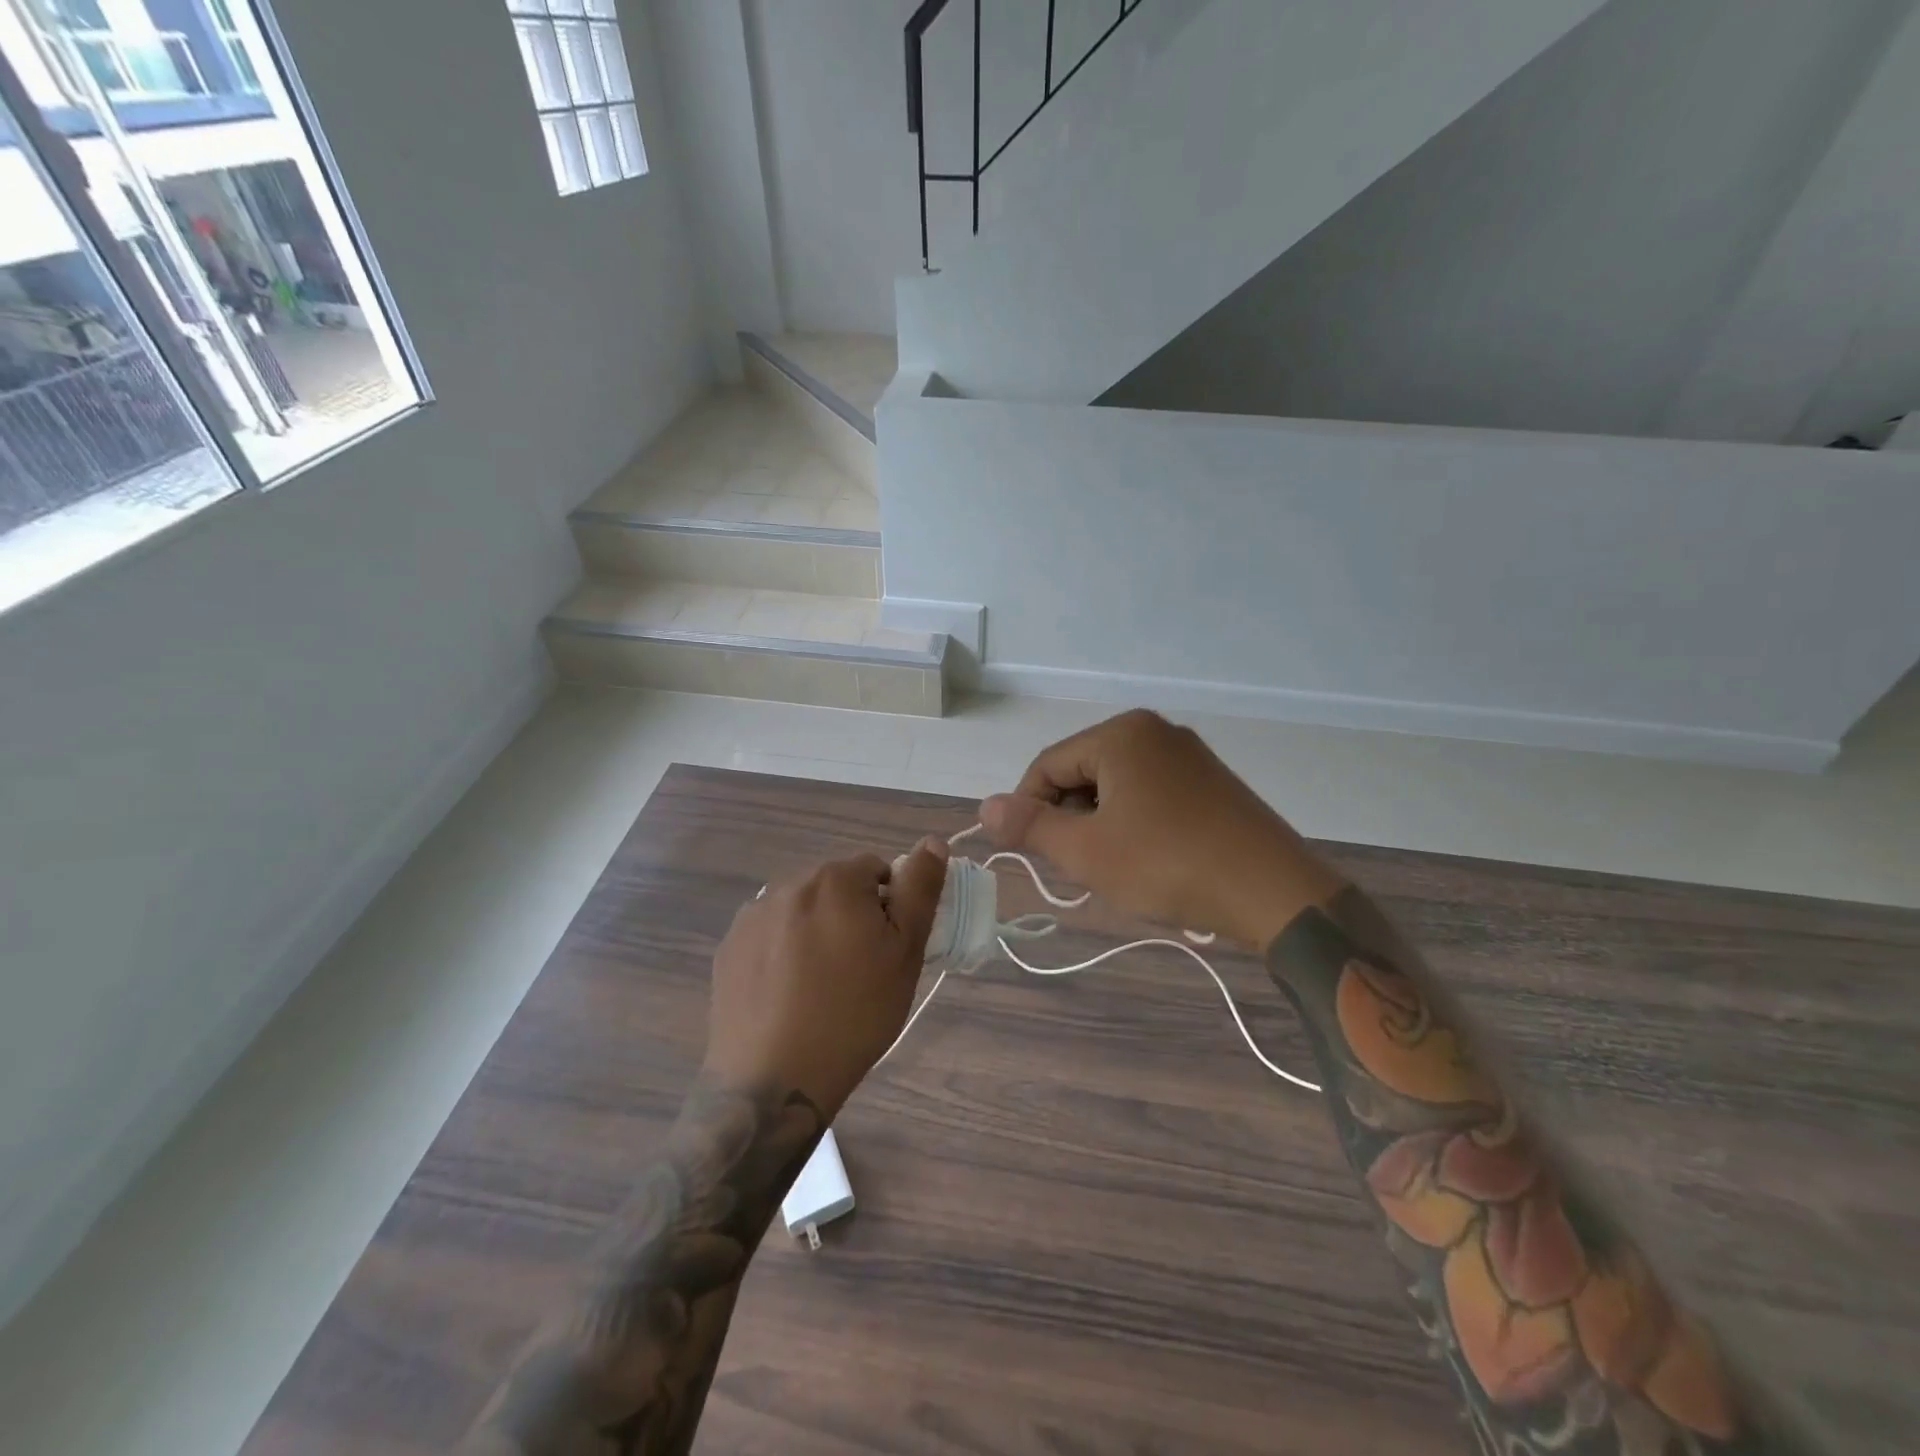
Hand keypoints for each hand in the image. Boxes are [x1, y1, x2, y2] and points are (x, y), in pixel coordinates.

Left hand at [705, 840, 948, 1114]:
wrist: (775, 1081)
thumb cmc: (855, 1014)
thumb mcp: (906, 952)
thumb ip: (920, 890)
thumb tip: (932, 841)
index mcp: (835, 879)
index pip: (875, 871)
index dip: (888, 908)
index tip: (886, 950)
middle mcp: (788, 884)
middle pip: (835, 887)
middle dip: (850, 915)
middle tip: (858, 971)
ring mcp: (752, 916)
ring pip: (801, 910)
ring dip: (815, 930)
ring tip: (819, 985)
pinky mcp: (728, 948)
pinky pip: (768, 934)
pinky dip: (782, 951)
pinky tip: (786, 993)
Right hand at [979, 709, 1344, 948]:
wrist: (1273, 892)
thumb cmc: (1167, 864)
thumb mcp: (1086, 851)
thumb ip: (1031, 826)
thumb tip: (985, 807)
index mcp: (1120, 734)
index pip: (1047, 765)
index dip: (1027, 809)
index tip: (1030, 853)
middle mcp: (1154, 731)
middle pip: (1082, 772)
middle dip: (1069, 818)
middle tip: (1078, 866)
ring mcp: (1188, 754)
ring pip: (1116, 785)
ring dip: (1100, 824)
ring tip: (1114, 867)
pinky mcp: (1211, 780)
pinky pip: (1150, 792)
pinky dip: (1133, 822)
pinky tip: (1147, 858)